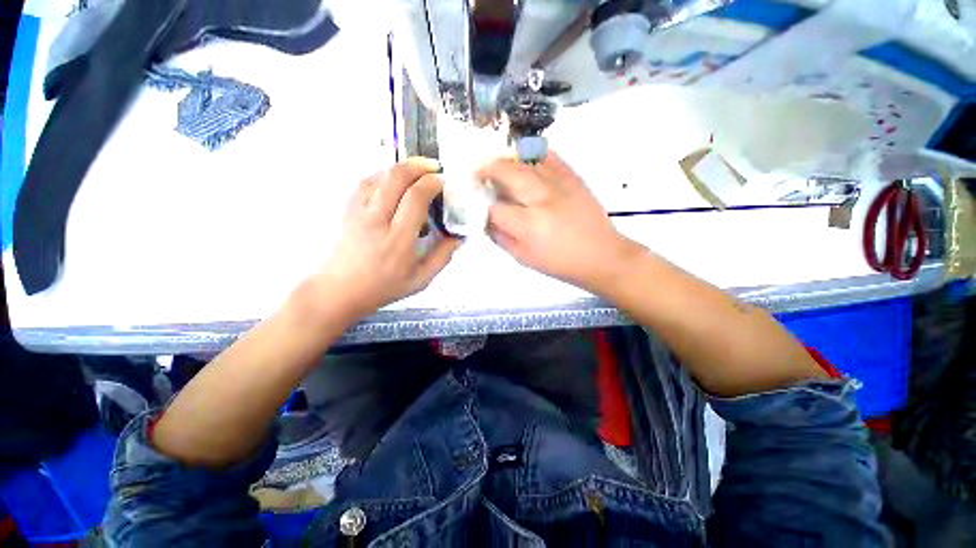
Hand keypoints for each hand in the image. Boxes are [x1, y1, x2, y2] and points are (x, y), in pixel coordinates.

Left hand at [311, 158, 460, 320]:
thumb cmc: (383, 287)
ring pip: (380, 174)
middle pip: (396, 177)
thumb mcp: (421, 279)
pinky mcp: (348, 208)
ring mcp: (358, 211)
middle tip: (434, 168)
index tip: (443, 182)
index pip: (415, 198)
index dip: (432, 183)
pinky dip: (385, 174)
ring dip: (402, 167)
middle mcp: (376, 220)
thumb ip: (443, 256)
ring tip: (419, 172)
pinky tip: (396, 181)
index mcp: (398, 240)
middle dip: (418, 165)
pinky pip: (367, 181)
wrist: (339, 290)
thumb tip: (460, 236)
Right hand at [477, 151, 642, 294]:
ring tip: (497, 165)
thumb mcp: (524, 258)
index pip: (494, 208)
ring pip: (525, 161)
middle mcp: (541, 198)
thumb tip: (486, 219)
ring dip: (506, 160)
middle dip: (487, 170)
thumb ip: (501, 238)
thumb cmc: (560, 263)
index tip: (476, 201)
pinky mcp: (573, 177)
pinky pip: (550, 156)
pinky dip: (533, 154)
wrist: (601, 255)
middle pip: (507, 173)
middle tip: (478, 172)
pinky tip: (525, 158)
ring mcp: (559, 183)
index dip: (481, 204)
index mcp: (529, 225)